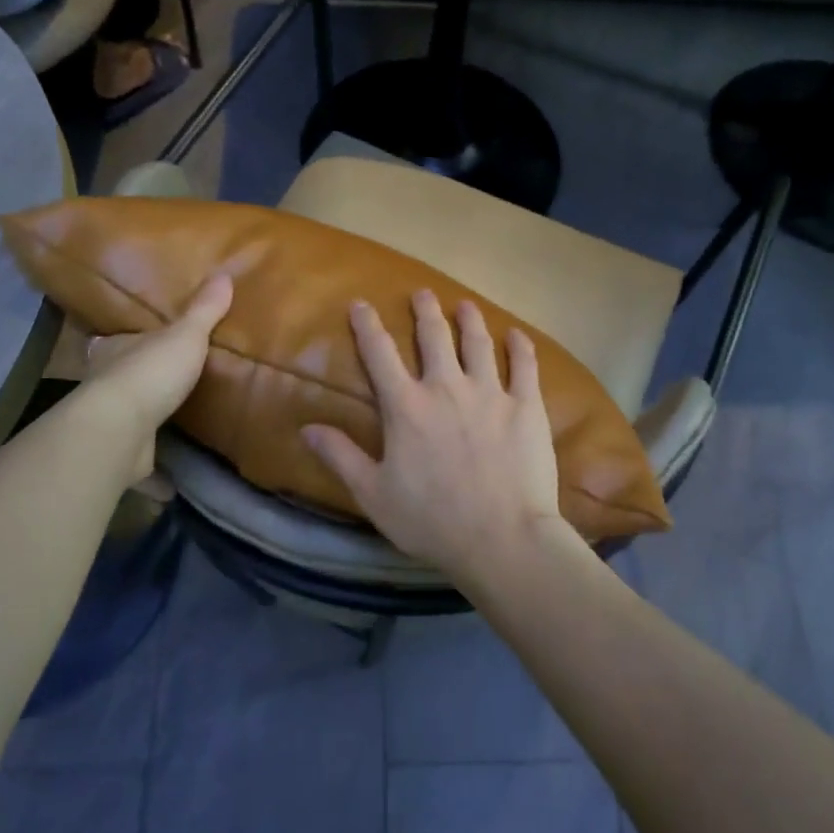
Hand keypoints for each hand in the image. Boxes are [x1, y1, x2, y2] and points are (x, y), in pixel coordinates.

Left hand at [81, 273, 232, 479]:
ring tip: (172, 429)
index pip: (118, 341)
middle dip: (138, 383)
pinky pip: (140, 464)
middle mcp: (105, 385)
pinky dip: (154, 475)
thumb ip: (204, 311)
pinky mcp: (119, 458)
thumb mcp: (186, 335)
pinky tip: (172, 483)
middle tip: (165, 387)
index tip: (145, 345)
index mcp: (116, 351)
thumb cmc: (151, 373)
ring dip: (145, 425)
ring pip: (127, 421)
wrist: (120, 429)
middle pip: (120, 380)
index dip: (131, 342)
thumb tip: (225, 274)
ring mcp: (109, 424)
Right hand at [302, 290, 567, 581]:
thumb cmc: (432, 521)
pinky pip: (525, 366)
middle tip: (422, 294)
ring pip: (478, 343)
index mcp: (406, 407)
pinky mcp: (526, 406)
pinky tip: (517, 334)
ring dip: (469, 320)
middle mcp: (446, 388)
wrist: (502, 538)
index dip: (368, 326)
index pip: (380, 354)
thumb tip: (307, 428)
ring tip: (465, 305)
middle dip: (425, 311)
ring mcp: (490, 393)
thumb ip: (341, 457)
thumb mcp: (374, 494)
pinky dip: (520, 347)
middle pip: (433, 337)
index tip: (361, 304)